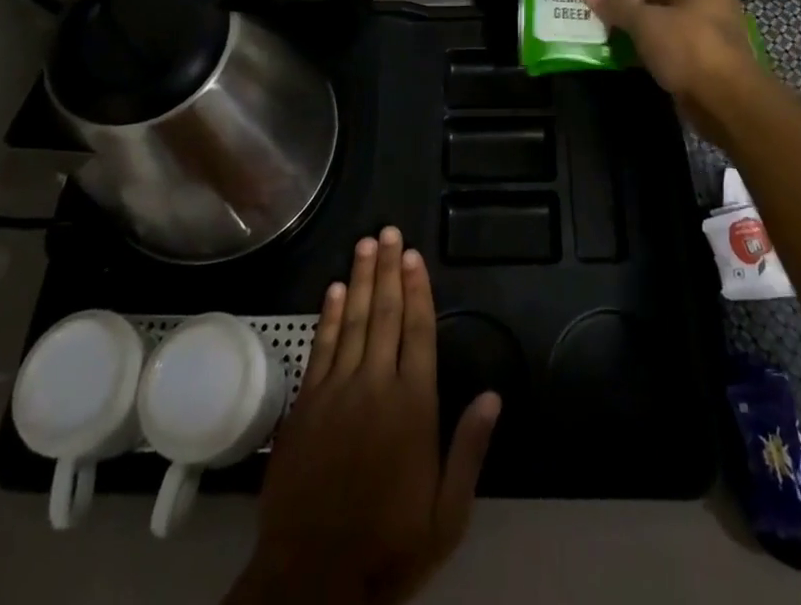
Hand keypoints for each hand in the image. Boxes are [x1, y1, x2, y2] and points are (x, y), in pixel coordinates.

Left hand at [228, 228, 500, 604]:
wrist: (313, 578)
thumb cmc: (389, 545)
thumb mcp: (446, 514)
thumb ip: (469, 449)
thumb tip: (494, 395)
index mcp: (413, 406)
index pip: (418, 331)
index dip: (417, 290)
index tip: (414, 255)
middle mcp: (375, 385)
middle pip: (384, 314)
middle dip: (388, 269)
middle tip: (390, 231)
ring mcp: (336, 391)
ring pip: (352, 320)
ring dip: (360, 279)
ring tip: (367, 244)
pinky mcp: (306, 404)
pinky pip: (321, 347)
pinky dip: (328, 315)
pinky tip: (334, 289)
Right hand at [583, 0, 767, 146]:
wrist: (726, 103)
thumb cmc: (688, 48)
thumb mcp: (647, 22)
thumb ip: (616, 3)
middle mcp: (703, 2)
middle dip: (622, 2)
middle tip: (591, 10)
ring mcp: (701, 32)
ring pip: (657, 20)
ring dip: (628, 26)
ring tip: (597, 31)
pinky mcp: (695, 60)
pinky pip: (662, 44)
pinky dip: (640, 46)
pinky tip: (615, 53)